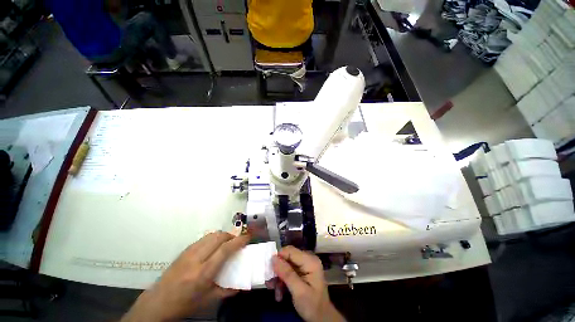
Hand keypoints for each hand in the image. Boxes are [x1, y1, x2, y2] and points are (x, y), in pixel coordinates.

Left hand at [121, 232, 249, 321]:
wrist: (157, 302)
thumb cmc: (184, 303)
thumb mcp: (207, 301)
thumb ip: (226, 291)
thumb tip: (241, 285)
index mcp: (203, 273)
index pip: (225, 249)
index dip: (239, 241)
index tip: (248, 237)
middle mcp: (196, 258)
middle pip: (219, 237)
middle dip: (231, 236)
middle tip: (237, 242)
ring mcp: (189, 252)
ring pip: (211, 235)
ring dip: (222, 235)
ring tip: (226, 243)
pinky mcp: (184, 250)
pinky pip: (203, 238)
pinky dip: (213, 238)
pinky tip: (213, 246)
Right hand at [272, 246, 345, 321]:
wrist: (322, 318)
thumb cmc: (312, 305)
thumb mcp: (298, 291)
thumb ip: (287, 273)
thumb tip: (273, 258)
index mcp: (310, 261)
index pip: (291, 251)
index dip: (279, 257)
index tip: (269, 270)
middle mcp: (308, 259)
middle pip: (288, 257)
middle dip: (278, 270)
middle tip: (270, 283)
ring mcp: (305, 265)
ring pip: (286, 265)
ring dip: (279, 277)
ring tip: (274, 290)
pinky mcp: (301, 272)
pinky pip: (288, 271)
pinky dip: (282, 280)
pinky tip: (279, 293)